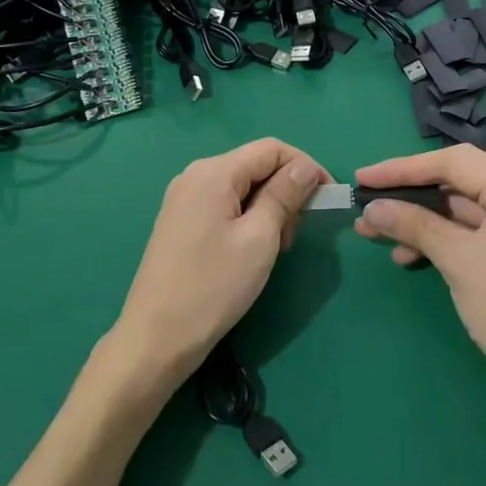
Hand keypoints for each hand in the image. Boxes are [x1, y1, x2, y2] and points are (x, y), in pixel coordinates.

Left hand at [111, 138, 328, 394]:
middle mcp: (195, 175)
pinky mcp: (181, 221)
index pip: (272, 149)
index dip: (306, 167)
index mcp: (213, 172)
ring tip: (274, 249)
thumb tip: (305, 168)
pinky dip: (248, 219)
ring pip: (243, 187)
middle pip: (256, 166)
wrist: (157, 337)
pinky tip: (252, 250)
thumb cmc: (214, 286)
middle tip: (294, 236)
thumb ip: (284, 195)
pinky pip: (225, 205)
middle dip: (285, 192)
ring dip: (269, 209)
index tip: (328, 199)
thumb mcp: (260, 238)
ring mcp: (184, 199)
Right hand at [352, 145, 485, 400]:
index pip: (454, 162)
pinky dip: (444, 239)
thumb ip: (413, 225)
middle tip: (366, 208)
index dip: (403, 168)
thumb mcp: (457, 260)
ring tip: (376, 235)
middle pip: (459, 182)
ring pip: (464, 209)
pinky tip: (410, 255)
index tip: (363, 178)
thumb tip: (371, 209)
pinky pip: (476, 231)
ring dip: (422, 221)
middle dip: (410, 197)